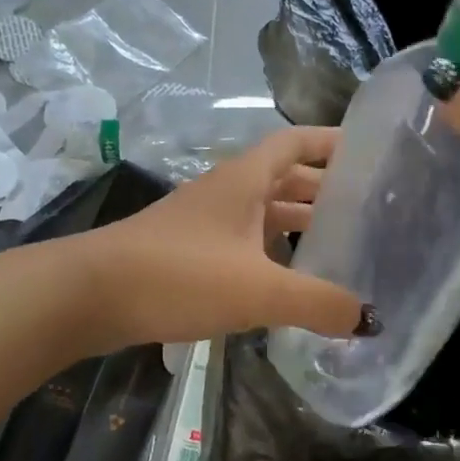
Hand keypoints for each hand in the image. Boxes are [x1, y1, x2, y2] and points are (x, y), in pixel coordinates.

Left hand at [81, 127, 364, 347]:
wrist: (88, 296)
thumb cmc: (177, 276)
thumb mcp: (257, 291)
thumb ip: (317, 303)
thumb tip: (369, 319)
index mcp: (245, 179)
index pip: (296, 142)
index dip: (332, 142)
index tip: (371, 152)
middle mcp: (226, 192)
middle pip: (285, 178)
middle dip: (324, 190)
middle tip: (368, 211)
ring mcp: (204, 222)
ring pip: (263, 213)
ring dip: (298, 225)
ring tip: (340, 249)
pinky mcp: (188, 252)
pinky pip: (244, 242)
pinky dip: (271, 254)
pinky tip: (289, 282)